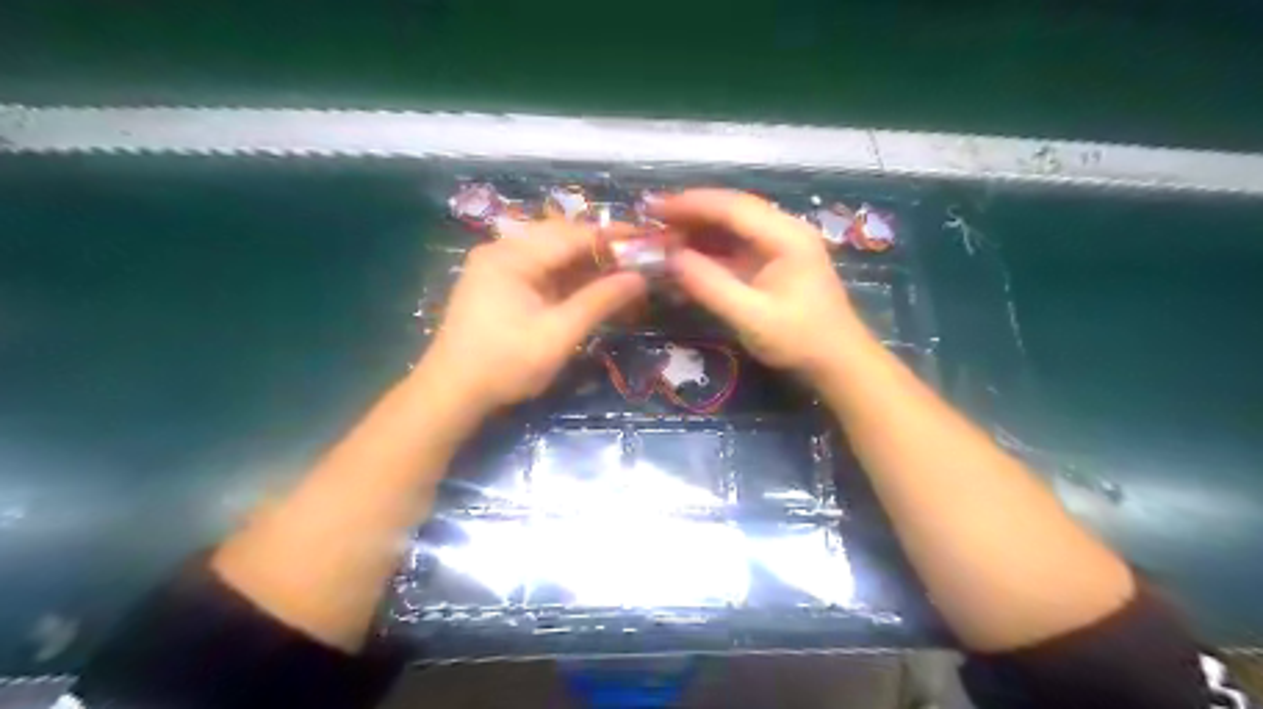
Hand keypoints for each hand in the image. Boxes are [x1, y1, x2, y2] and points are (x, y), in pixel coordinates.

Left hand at [418, 219, 644, 409]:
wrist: (451, 393)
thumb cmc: (505, 364)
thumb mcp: (558, 334)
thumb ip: (599, 302)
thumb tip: (639, 278)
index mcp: (512, 256)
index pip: (573, 235)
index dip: (613, 237)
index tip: (648, 239)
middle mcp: (503, 250)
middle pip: (562, 238)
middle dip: (601, 248)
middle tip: (638, 258)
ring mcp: (498, 266)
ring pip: (552, 254)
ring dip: (586, 263)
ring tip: (622, 272)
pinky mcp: (499, 284)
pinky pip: (541, 270)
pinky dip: (567, 278)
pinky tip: (591, 286)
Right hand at [650, 185, 870, 375]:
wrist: (838, 362)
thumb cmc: (800, 340)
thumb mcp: (751, 317)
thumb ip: (710, 285)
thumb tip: (670, 258)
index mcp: (786, 236)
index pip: (732, 207)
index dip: (689, 204)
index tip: (653, 208)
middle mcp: (785, 230)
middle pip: (731, 211)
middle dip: (690, 214)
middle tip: (651, 223)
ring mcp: (780, 245)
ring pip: (731, 227)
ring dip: (697, 232)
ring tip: (661, 239)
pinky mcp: (774, 262)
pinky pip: (736, 247)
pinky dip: (709, 251)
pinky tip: (685, 259)